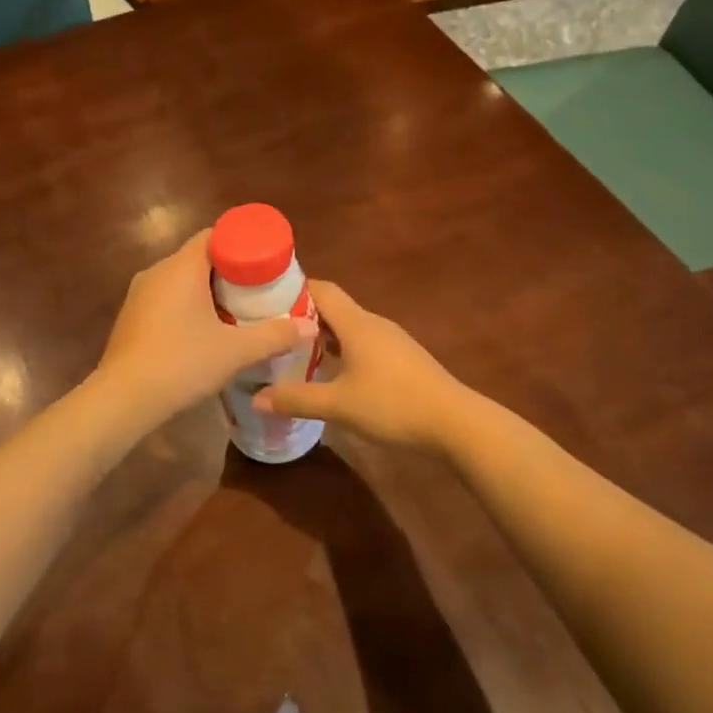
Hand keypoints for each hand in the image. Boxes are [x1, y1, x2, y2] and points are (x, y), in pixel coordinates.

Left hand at [95, 231, 316, 427]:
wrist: (123, 398)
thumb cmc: (182, 363)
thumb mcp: (236, 351)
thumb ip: (275, 336)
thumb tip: (310, 327)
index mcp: (181, 267)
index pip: (214, 235)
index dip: (243, 244)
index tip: (266, 262)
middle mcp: (157, 271)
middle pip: (200, 257)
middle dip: (230, 271)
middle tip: (259, 290)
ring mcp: (139, 295)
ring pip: (181, 280)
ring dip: (208, 291)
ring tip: (237, 312)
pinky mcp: (131, 317)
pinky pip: (166, 299)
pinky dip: (188, 306)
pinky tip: (204, 332)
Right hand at [253, 282, 470, 451]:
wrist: (455, 423)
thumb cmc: (393, 405)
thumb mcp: (338, 405)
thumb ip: (297, 399)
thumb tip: (256, 398)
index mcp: (357, 324)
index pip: (322, 290)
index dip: (294, 289)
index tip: (266, 298)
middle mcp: (374, 324)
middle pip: (334, 308)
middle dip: (303, 315)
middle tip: (272, 330)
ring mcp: (392, 341)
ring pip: (349, 328)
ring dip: (323, 335)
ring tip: (295, 352)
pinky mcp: (403, 360)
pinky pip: (364, 344)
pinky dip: (342, 350)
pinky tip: (332, 373)